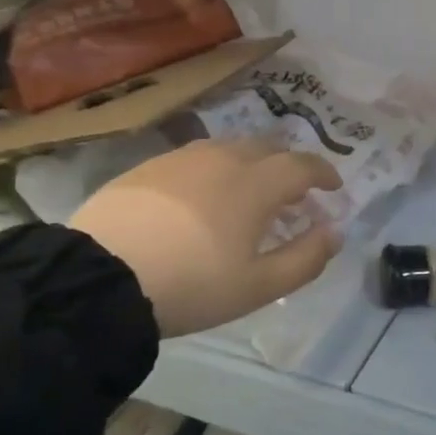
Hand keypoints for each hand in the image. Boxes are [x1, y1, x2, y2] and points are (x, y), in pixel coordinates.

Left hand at [69, 138, 342, 337]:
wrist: (101, 277)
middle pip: (268, 148)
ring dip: (250, 166)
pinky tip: (202, 198)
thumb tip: (334, 233)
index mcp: (256, 183)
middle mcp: (224, 158)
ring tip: (247, 196)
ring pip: (230, 149)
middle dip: (288, 167)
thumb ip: (306, 258)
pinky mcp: (149, 166)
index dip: (324, 173)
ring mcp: (183, 158)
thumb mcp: (258, 286)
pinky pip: (196, 159)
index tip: (333, 187)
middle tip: (292, 196)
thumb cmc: (192, 284)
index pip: (303, 165)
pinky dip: (214, 171)